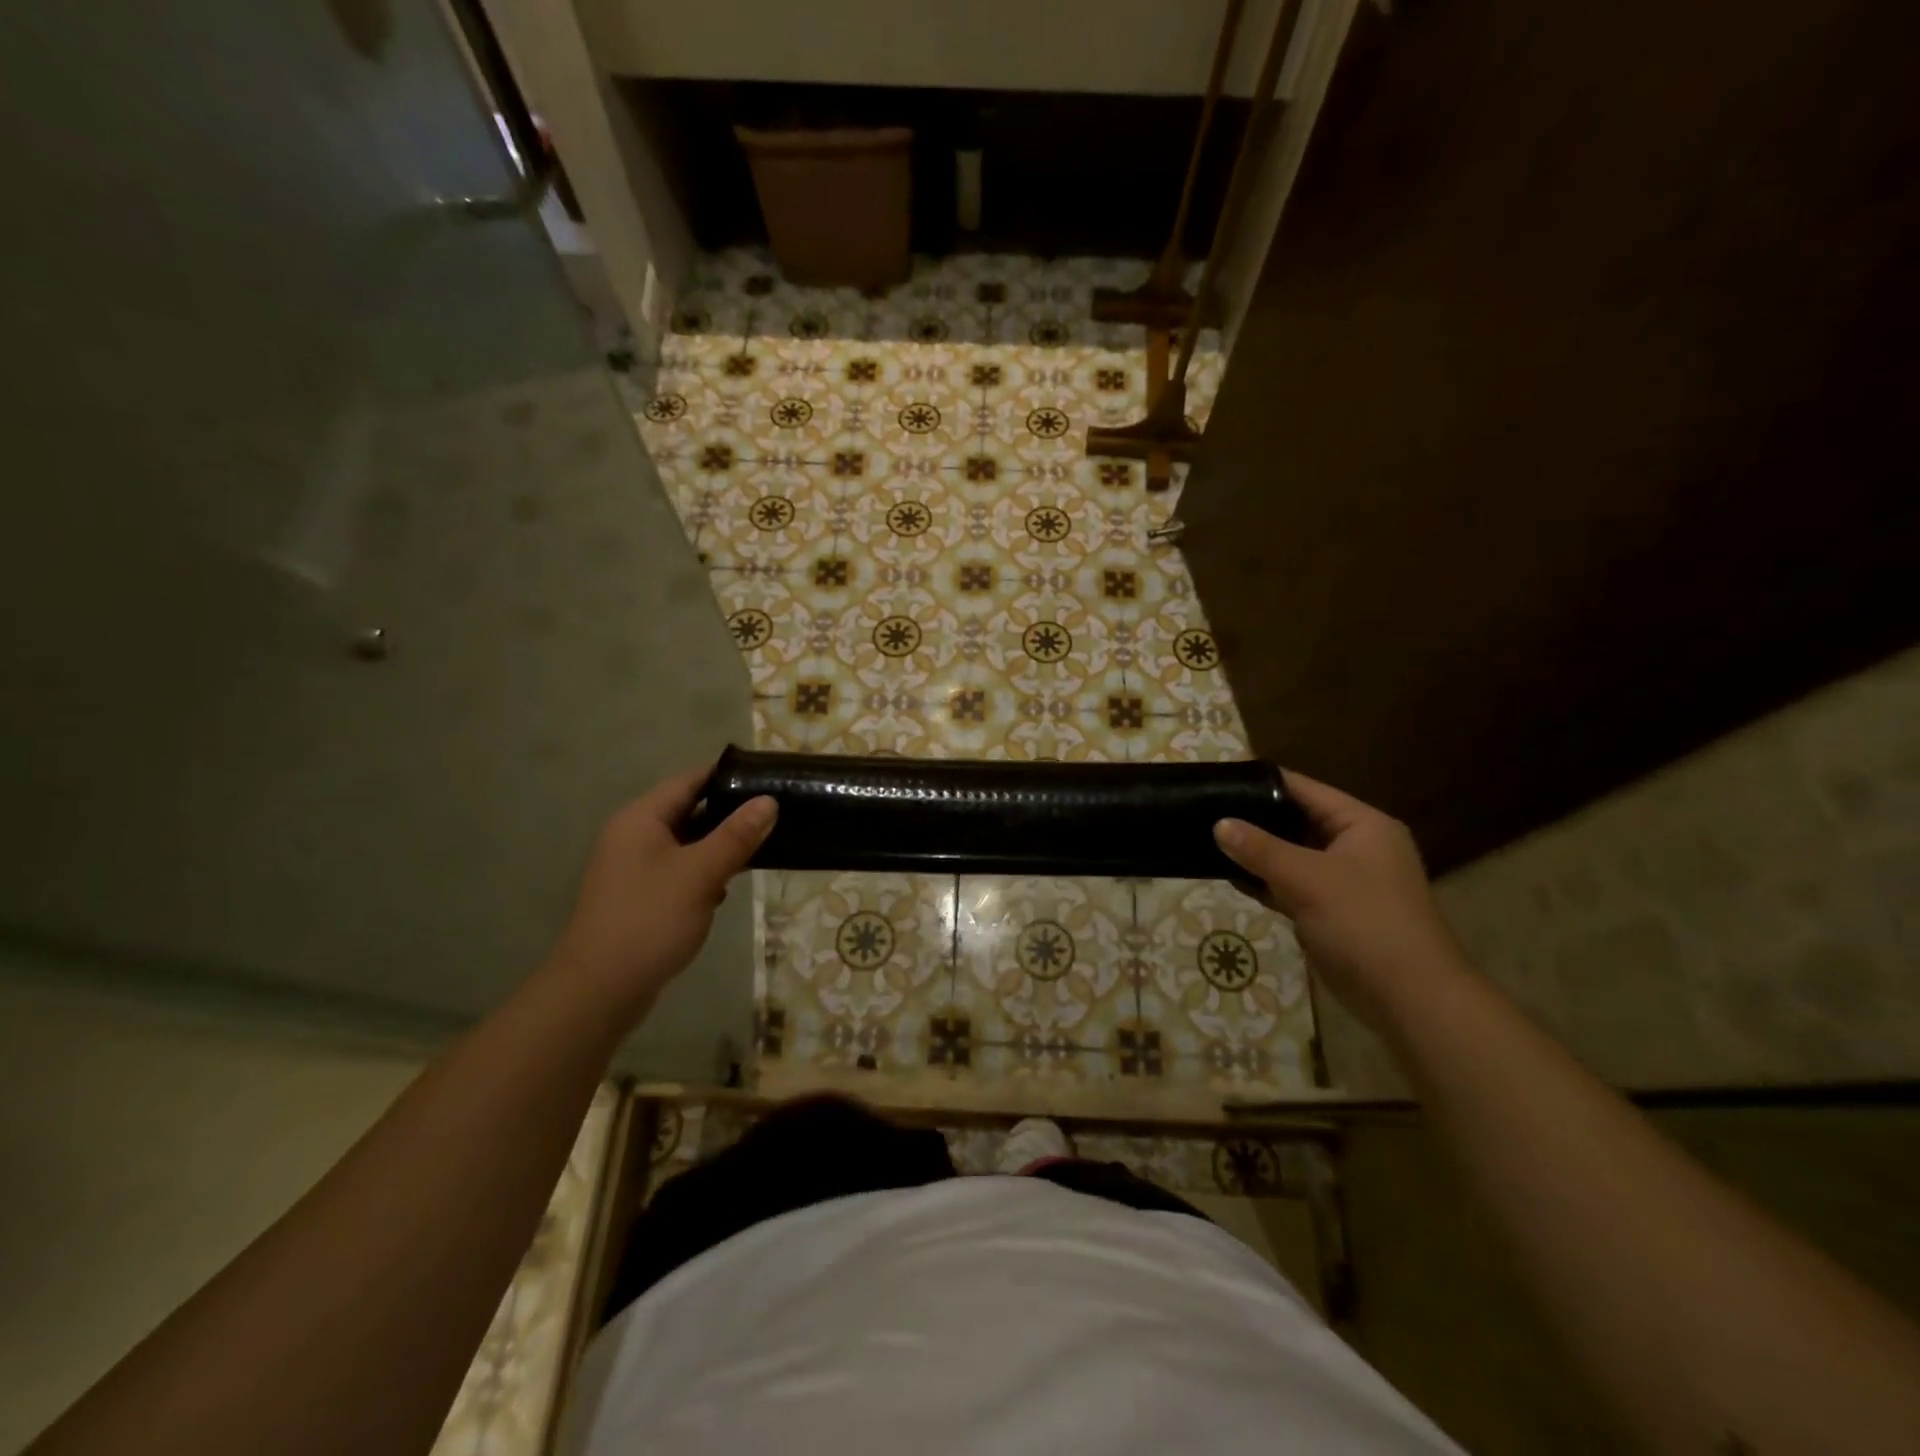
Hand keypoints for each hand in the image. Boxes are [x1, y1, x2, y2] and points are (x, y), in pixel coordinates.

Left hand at [546, 765, 775, 1020]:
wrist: (599, 990)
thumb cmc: (650, 920)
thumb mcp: (701, 873)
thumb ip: (736, 835)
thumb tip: (768, 801)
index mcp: (641, 819)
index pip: (689, 780)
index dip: (727, 774)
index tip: (767, 774)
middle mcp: (634, 836)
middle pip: (688, 810)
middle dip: (730, 812)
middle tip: (776, 810)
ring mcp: (634, 869)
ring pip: (687, 844)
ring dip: (720, 845)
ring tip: (763, 844)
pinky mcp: (641, 897)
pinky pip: (680, 871)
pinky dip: (705, 872)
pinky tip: (729, 886)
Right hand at [1214, 771, 1469, 1030]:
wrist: (1408, 999)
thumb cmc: (1364, 923)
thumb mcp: (1307, 879)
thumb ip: (1260, 849)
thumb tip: (1219, 824)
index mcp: (1362, 825)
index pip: (1305, 789)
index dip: (1263, 782)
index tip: (1221, 778)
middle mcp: (1355, 846)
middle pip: (1296, 821)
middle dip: (1254, 819)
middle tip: (1206, 809)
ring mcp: (1343, 881)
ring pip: (1291, 856)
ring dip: (1256, 853)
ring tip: (1207, 839)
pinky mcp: (1331, 911)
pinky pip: (1290, 885)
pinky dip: (1265, 881)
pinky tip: (1229, 876)